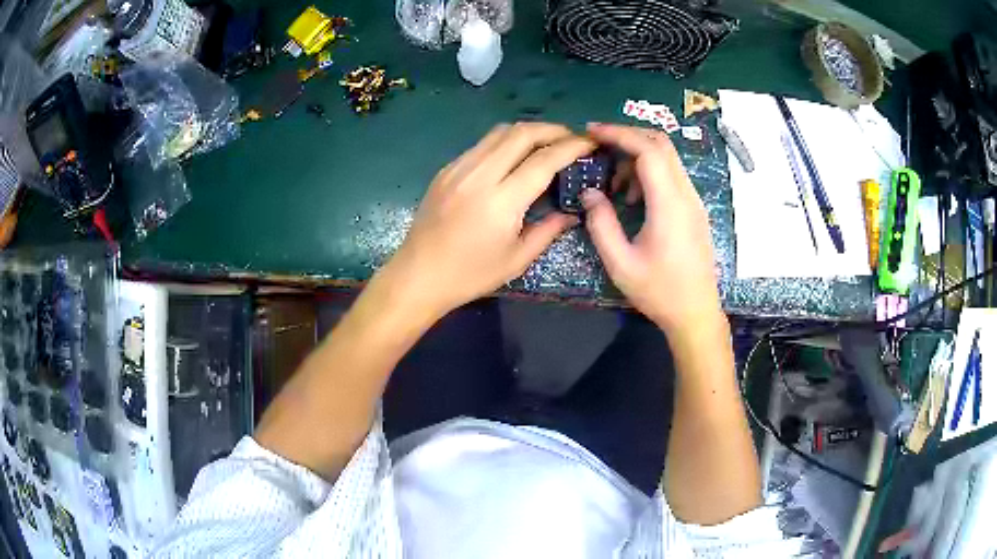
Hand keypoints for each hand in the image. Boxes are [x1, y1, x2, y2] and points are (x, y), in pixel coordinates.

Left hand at [379, 122, 596, 319]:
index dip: (571, 147)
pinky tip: (513, 157)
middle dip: (552, 130)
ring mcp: (459, 168)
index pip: (544, 160)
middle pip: (521, 133)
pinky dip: (504, 142)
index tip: (589, 144)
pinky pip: (481, 145)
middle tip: (571, 138)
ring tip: (546, 143)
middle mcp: (479, 175)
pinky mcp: (446, 170)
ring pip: (499, 133)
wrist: (418, 275)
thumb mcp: (517, 259)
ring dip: (528, 132)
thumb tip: (573, 212)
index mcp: (501, 201)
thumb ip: (549, 230)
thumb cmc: (470, 275)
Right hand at [581, 123, 720, 332]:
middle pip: (662, 144)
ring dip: (638, 157)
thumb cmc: (659, 291)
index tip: (592, 131)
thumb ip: (601, 224)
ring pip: (668, 159)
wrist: (696, 313)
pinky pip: (672, 176)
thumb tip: (590, 193)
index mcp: (669, 204)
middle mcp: (686, 195)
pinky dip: (649, 173)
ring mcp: (694, 201)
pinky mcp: (694, 209)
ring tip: (614, 183)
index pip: (648, 150)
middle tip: (599, 145)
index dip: (619, 134)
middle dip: (628, 136)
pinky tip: (634, 198)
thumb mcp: (620, 263)